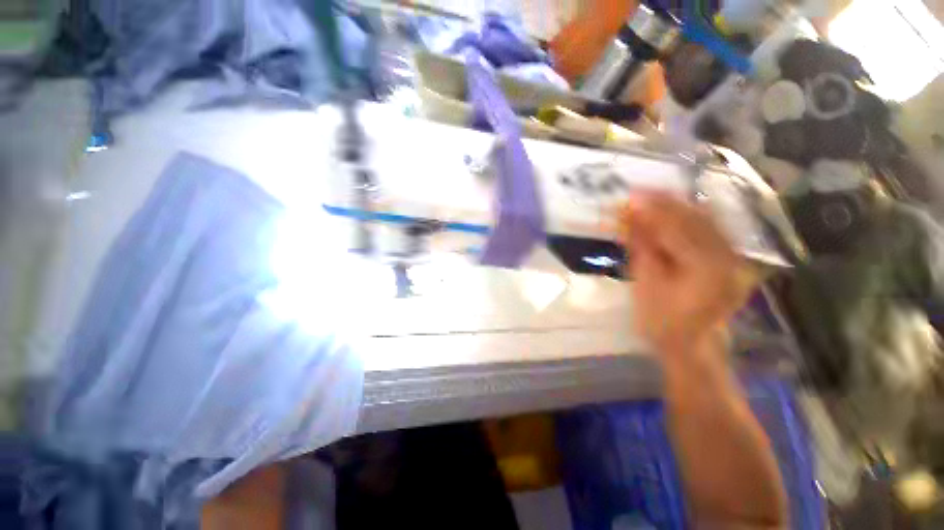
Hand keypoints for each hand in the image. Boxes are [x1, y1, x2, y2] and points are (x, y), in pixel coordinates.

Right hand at [619, 192, 752, 356]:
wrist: (691, 345)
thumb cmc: (662, 320)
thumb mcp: (645, 282)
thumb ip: (641, 245)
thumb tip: (629, 215)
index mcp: (705, 265)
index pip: (675, 226)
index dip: (651, 208)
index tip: (629, 196)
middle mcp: (727, 255)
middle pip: (695, 217)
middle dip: (664, 203)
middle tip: (638, 194)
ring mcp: (733, 257)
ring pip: (705, 220)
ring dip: (677, 207)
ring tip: (652, 199)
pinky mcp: (731, 260)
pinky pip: (711, 230)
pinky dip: (689, 219)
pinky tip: (673, 212)